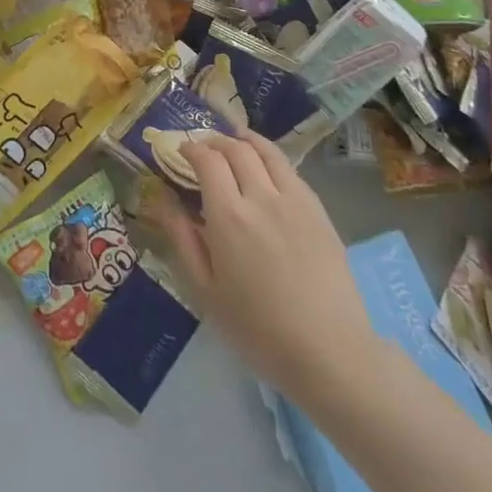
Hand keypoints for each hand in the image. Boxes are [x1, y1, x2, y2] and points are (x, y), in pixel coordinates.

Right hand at [150, 131, 378, 403]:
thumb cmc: (257, 328)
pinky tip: (266, 169)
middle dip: (215, 140)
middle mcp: (261, 196)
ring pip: (268, 152)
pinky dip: (271, 159)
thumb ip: (183, 239)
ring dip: (246, 140)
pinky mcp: (319, 210)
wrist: (329, 351)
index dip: (191, 149)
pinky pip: (291, 171)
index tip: (181, 151)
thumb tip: (163, 201)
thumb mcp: (206, 291)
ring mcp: (295, 200)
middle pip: (237, 149)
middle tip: (204, 147)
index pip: (207, 160)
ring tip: (235, 141)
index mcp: (228, 216)